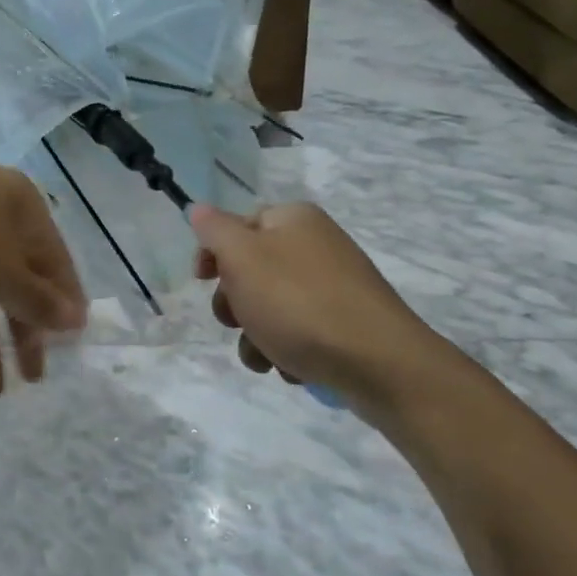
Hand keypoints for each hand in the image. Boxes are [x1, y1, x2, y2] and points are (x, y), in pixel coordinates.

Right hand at [190, 203, 463, 416]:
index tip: (201, 281)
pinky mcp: (346, 324)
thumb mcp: (242, 258)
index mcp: (293, 219)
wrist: (378, 363)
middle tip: (236, 321)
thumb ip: (214, 230)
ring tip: (265, 357)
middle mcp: (316, 245)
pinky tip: (292, 367)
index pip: (237, 225)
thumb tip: (198, 208)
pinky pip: (300, 331)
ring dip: (256, 335)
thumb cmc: (298, 303)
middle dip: (235, 302)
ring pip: (271, 307)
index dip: (213, 252)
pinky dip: (287, 350)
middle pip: (252, 270)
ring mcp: (334, 286)